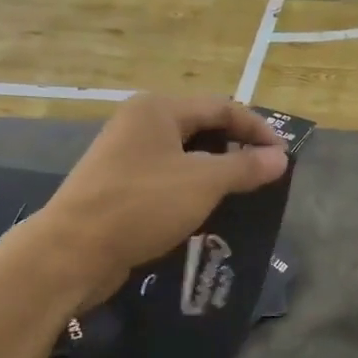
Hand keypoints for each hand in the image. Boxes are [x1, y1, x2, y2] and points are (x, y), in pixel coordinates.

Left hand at [29, 95, 288, 304]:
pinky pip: (168, 179)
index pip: (222, 108)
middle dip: (237, 150)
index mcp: (159, 109)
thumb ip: (245, 168)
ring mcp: (126, 155)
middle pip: (202, 128)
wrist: (73, 250)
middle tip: (265, 174)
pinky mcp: (120, 186)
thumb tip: (280, 158)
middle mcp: (140, 123)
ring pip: (185, 156)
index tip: (283, 157)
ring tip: (243, 194)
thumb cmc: (142, 204)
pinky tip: (208, 210)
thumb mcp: (203, 183)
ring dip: (217, 172)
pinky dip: (193, 189)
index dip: (257, 130)